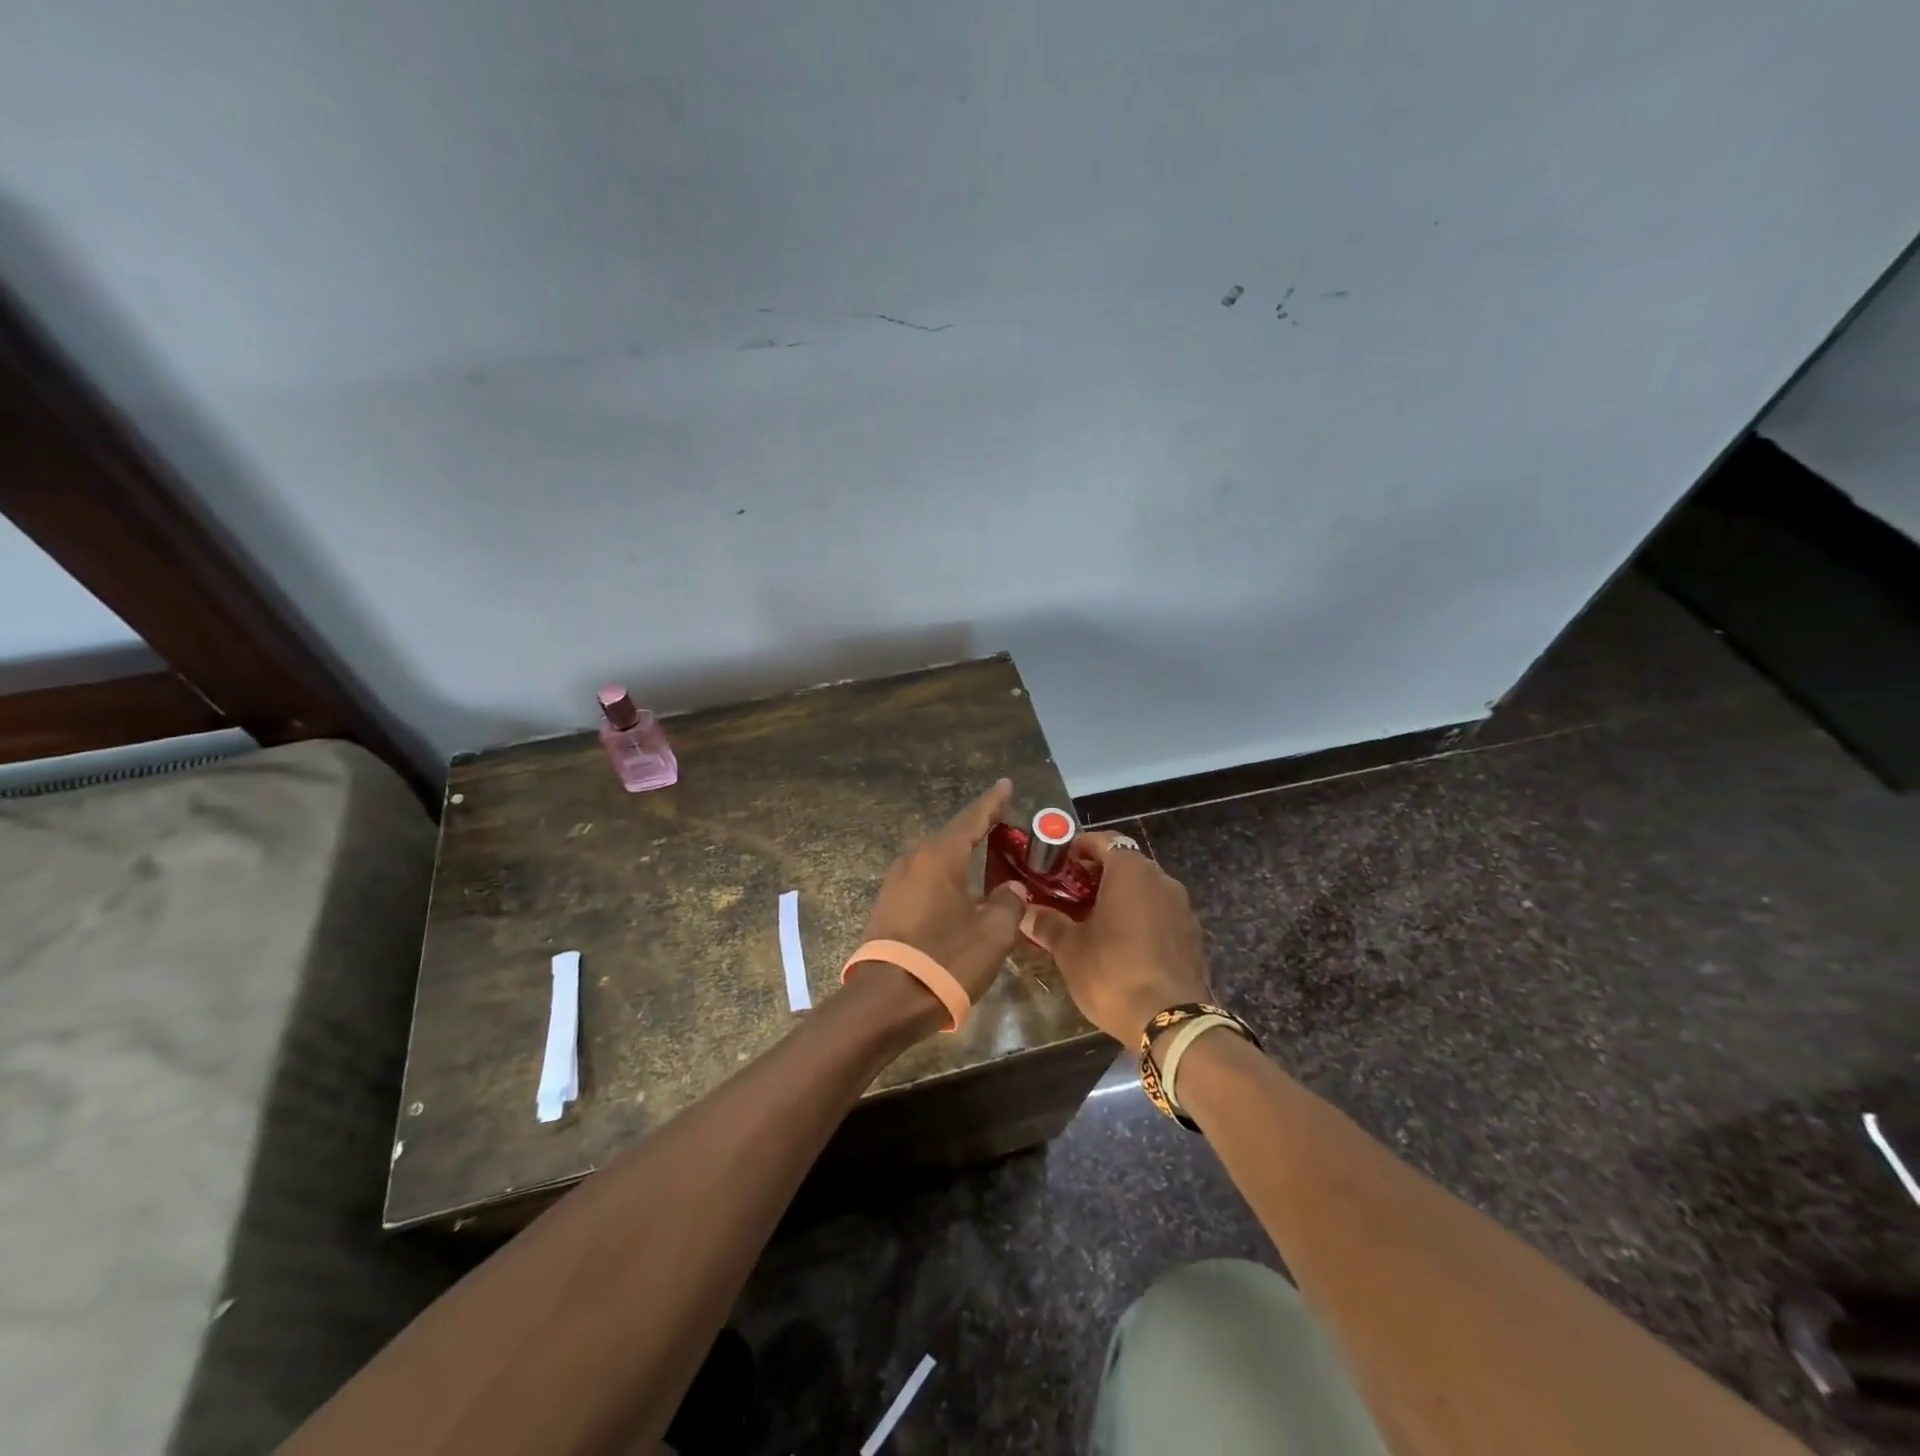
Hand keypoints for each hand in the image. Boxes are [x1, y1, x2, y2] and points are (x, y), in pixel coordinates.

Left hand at [852, 779, 1029, 1014]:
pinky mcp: (887, 908)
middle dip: (978, 831)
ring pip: (936, 861)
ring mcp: (895, 884)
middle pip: (952, 837)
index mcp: (940, 857)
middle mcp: (914, 861)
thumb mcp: (993, 932)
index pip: (972, 819)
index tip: (1005, 784)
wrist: (886, 1001)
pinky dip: (946, 879)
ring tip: (985, 858)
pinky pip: (924, 881)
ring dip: (961, 857)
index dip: (992, 802)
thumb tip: (1010, 889)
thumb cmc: (946, 959)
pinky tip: (959, 892)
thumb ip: (1009, 902)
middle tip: (1003, 827)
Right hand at [1023, 832, 1212, 1044]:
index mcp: (1130, 871)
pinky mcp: (1192, 935)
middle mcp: (1161, 879)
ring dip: (1121, 897)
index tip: (1058, 863)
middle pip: (1125, 864)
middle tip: (1069, 894)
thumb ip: (1047, 924)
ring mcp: (1182, 908)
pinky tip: (1123, 945)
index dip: (1078, 847)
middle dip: (1097, 875)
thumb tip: (1024, 912)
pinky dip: (1141, 919)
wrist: (1172, 1023)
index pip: (1103, 840)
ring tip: (1093, 921)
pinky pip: (1160, 914)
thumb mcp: (1070, 949)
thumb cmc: (1113, 973)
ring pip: (1145, 890)